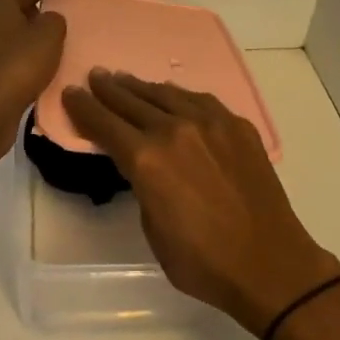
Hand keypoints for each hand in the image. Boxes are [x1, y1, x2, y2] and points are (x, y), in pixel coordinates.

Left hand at [0, 0, 77, 146]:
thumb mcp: (48, 35)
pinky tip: (41, 57)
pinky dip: (25, 45)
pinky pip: (6, 47)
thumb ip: (54, 20)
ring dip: (31, 24)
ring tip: (55, 29)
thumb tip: (48, 20)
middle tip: (62, 1)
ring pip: (8, 24)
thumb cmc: (17, 66)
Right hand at [62, 71, 339, 336]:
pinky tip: (173, 95)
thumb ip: (143, 186)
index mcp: (147, 160)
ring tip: (126, 79)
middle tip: (95, 76)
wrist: (269, 263)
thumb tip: (144, 166)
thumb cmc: (203, 262)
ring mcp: (210, 124)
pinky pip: (200, 101)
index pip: (105, 125)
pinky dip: (179, 96)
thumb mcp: (153, 230)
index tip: (71, 93)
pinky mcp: (237, 126)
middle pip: (132, 102)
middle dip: (109, 89)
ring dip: (142, 87)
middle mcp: (175, 131)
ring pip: (167, 95)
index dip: (84, 108)